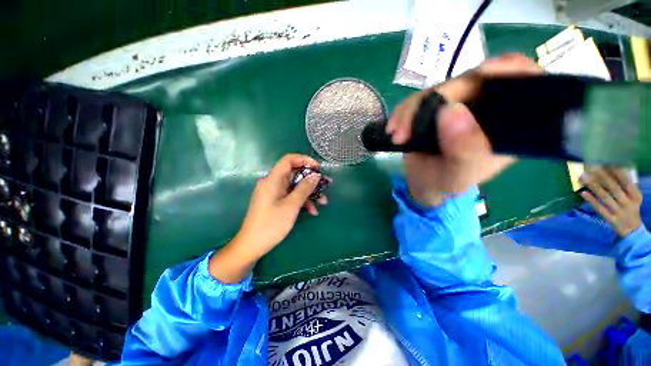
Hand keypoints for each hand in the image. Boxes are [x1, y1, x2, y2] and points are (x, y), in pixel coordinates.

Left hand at [209, 154, 326, 282]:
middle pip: (294, 174)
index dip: (304, 160)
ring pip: (295, 186)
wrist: (252, 246)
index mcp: (273, 180)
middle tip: (326, 185)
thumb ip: (304, 188)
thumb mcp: (291, 206)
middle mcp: (273, 183)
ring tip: (323, 202)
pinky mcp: (276, 201)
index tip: (318, 168)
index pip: (288, 160)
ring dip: (309, 193)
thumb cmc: (271, 225)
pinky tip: (312, 211)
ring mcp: (274, 193)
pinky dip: (302, 201)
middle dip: (311, 180)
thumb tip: (316, 175)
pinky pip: (291, 196)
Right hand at [386, 54, 542, 206]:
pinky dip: (402, 112)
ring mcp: (459, 103)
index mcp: (508, 124)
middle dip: (436, 100)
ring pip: (438, 88)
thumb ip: (464, 151)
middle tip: (409, 129)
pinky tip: (393, 129)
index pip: (525, 82)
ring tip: (397, 136)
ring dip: (411, 111)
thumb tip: (450, 110)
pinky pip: (418, 98)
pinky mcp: (435, 106)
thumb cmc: (446, 183)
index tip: (484, 72)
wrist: (423, 182)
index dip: (511, 70)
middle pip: (471, 80)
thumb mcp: (459, 176)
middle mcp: (487, 107)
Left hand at [581, 167, 642, 237]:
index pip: (626, 181)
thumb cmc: (631, 208)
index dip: (616, 171)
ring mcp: (619, 211)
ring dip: (594, 186)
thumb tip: (617, 169)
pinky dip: (591, 200)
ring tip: (584, 177)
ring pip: (605, 197)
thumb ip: (628, 185)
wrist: (632, 231)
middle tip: (591, 167)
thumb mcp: (634, 197)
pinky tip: (583, 193)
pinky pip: (599, 208)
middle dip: (602, 176)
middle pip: (614, 188)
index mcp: (635, 196)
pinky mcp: (610, 219)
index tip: (605, 162)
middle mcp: (628, 203)